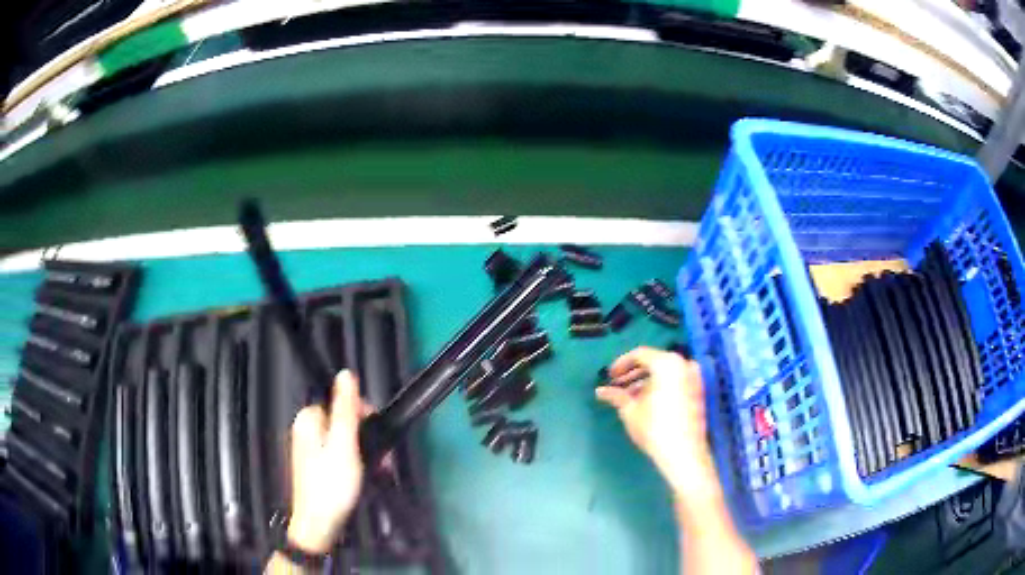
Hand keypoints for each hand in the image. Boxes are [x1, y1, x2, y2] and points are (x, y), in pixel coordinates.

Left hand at [286, 370, 365, 553]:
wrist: (320, 524)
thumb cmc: (332, 485)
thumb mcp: (344, 445)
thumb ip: (345, 409)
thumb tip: (345, 373)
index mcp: (309, 420)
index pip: (340, 400)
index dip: (362, 413)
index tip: (375, 432)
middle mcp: (308, 429)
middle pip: (345, 419)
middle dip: (367, 435)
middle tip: (382, 457)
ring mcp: (313, 448)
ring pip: (347, 437)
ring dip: (366, 449)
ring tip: (380, 468)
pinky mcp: (320, 464)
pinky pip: (342, 452)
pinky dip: (358, 460)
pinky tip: (368, 474)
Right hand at [596, 347, 719, 502]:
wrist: (684, 452)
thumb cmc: (654, 428)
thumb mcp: (630, 411)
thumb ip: (616, 396)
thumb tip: (600, 391)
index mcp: (667, 363)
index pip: (640, 354)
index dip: (621, 364)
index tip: (609, 376)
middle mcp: (684, 364)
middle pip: (654, 362)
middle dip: (634, 374)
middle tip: (618, 386)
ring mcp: (694, 378)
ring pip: (666, 373)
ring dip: (647, 381)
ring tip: (630, 397)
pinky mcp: (699, 392)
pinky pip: (676, 381)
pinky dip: (662, 387)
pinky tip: (648, 402)